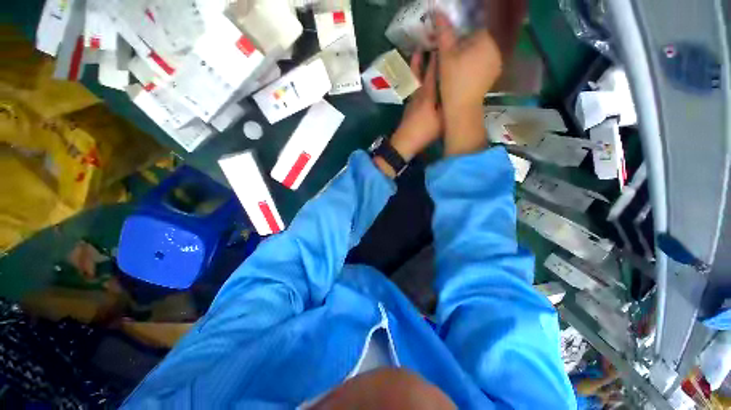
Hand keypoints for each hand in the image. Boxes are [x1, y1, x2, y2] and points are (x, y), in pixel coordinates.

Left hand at [390, 51, 441, 161]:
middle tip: (427, 41)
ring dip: (416, 65)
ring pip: (414, 78)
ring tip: (416, 52)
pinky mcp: (409, 107)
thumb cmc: (425, 131)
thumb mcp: (442, 119)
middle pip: (422, 71)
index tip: (442, 42)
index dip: (438, 57)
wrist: (405, 142)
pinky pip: (412, 88)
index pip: (434, 71)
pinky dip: (414, 79)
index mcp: (428, 93)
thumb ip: (449, 105)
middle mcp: (419, 93)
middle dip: (425, 57)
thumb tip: (457, 92)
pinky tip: (415, 80)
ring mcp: (412, 100)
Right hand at [435, 12, 501, 113]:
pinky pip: (484, 64)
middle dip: (466, 47)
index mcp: (485, 40)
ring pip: (482, 53)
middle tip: (452, 62)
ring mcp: (497, 63)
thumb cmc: (453, 81)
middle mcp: (496, 48)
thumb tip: (438, 12)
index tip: (451, 51)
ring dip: (471, 57)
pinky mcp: (494, 76)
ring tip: (458, 70)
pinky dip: (476, 67)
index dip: (460, 38)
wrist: (461, 108)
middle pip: (478, 40)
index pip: (473, 29)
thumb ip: (444, 33)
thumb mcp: (445, 56)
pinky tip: (466, 77)